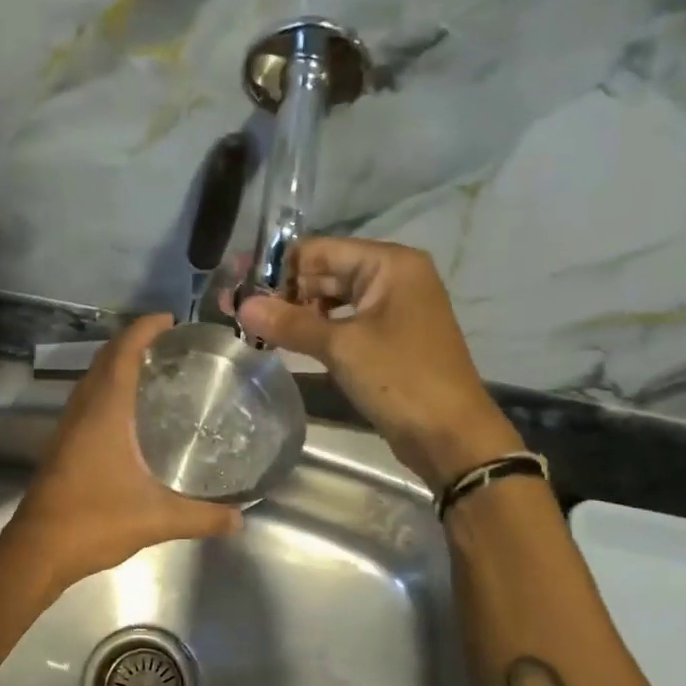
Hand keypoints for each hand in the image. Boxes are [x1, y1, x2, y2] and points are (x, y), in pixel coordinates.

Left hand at [0, 314, 242, 589]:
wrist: (38, 550)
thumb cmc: (95, 522)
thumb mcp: (157, 520)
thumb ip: (202, 517)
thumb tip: (240, 520)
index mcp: (104, 413)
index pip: (122, 354)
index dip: (143, 329)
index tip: (169, 319)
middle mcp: (82, 411)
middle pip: (105, 360)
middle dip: (133, 342)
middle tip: (170, 344)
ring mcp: (67, 428)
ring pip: (92, 380)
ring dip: (117, 365)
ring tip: (154, 370)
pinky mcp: (62, 446)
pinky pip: (87, 401)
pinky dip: (108, 390)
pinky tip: (130, 413)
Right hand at [236, 239, 520, 491]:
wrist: (450, 435)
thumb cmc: (400, 379)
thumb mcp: (341, 347)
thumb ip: (290, 323)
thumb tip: (242, 304)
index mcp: (389, 264)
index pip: (320, 250)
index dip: (276, 267)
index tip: (236, 283)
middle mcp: (392, 277)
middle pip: (325, 272)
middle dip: (282, 291)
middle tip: (235, 309)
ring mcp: (392, 309)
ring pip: (332, 300)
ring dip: (295, 312)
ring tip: (252, 327)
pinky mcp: (388, 339)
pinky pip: (343, 323)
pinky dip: (315, 330)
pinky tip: (285, 342)